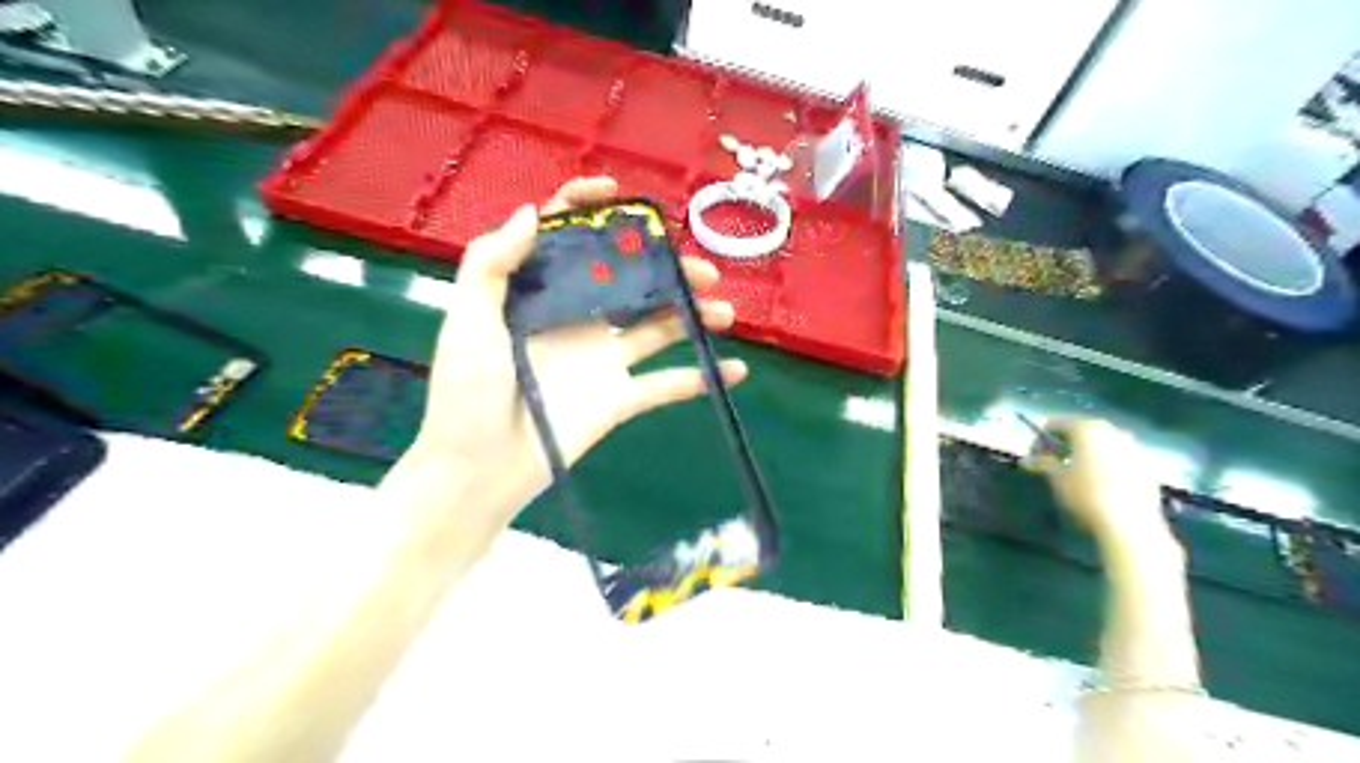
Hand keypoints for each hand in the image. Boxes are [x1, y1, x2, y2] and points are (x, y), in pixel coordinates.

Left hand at [407, 175, 741, 538]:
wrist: (480, 470)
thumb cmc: (466, 393)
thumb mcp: (467, 321)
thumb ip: (491, 264)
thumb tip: (534, 212)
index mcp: (540, 295)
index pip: (567, 240)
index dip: (588, 210)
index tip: (619, 196)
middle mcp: (577, 319)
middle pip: (630, 281)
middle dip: (668, 269)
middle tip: (702, 270)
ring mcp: (602, 359)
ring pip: (658, 327)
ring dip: (694, 316)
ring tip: (724, 312)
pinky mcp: (620, 398)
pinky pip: (667, 384)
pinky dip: (702, 378)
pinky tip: (734, 370)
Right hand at [1032, 420, 1168, 546]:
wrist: (1129, 523)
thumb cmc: (1085, 495)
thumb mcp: (1057, 478)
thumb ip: (1041, 463)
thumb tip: (1025, 460)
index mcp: (1087, 429)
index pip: (1056, 424)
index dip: (1040, 439)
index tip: (1034, 457)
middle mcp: (1112, 431)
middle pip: (1082, 430)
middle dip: (1066, 443)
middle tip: (1054, 462)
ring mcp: (1133, 447)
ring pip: (1103, 443)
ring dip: (1087, 452)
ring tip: (1077, 472)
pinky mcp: (1146, 465)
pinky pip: (1119, 457)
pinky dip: (1106, 463)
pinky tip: (1100, 483)